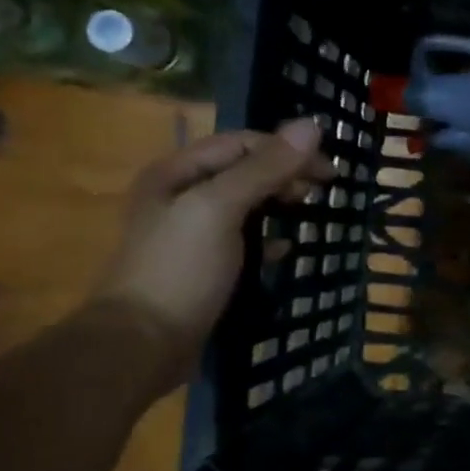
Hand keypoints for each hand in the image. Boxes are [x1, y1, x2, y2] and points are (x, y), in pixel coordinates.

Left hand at [94, 120, 336, 388]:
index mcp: (177, 173)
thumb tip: (313, 125)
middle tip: (321, 192)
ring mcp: (191, 233)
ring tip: (309, 213)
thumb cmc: (179, 269)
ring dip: (280, 203)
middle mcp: (181, 196)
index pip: (241, 143)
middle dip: (285, 174)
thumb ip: (265, 168)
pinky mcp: (204, 266)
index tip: (327, 171)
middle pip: (244, 170)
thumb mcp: (220, 208)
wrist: (142, 345)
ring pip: (247, 204)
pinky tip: (287, 249)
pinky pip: (245, 239)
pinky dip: (269, 238)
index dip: (285, 149)